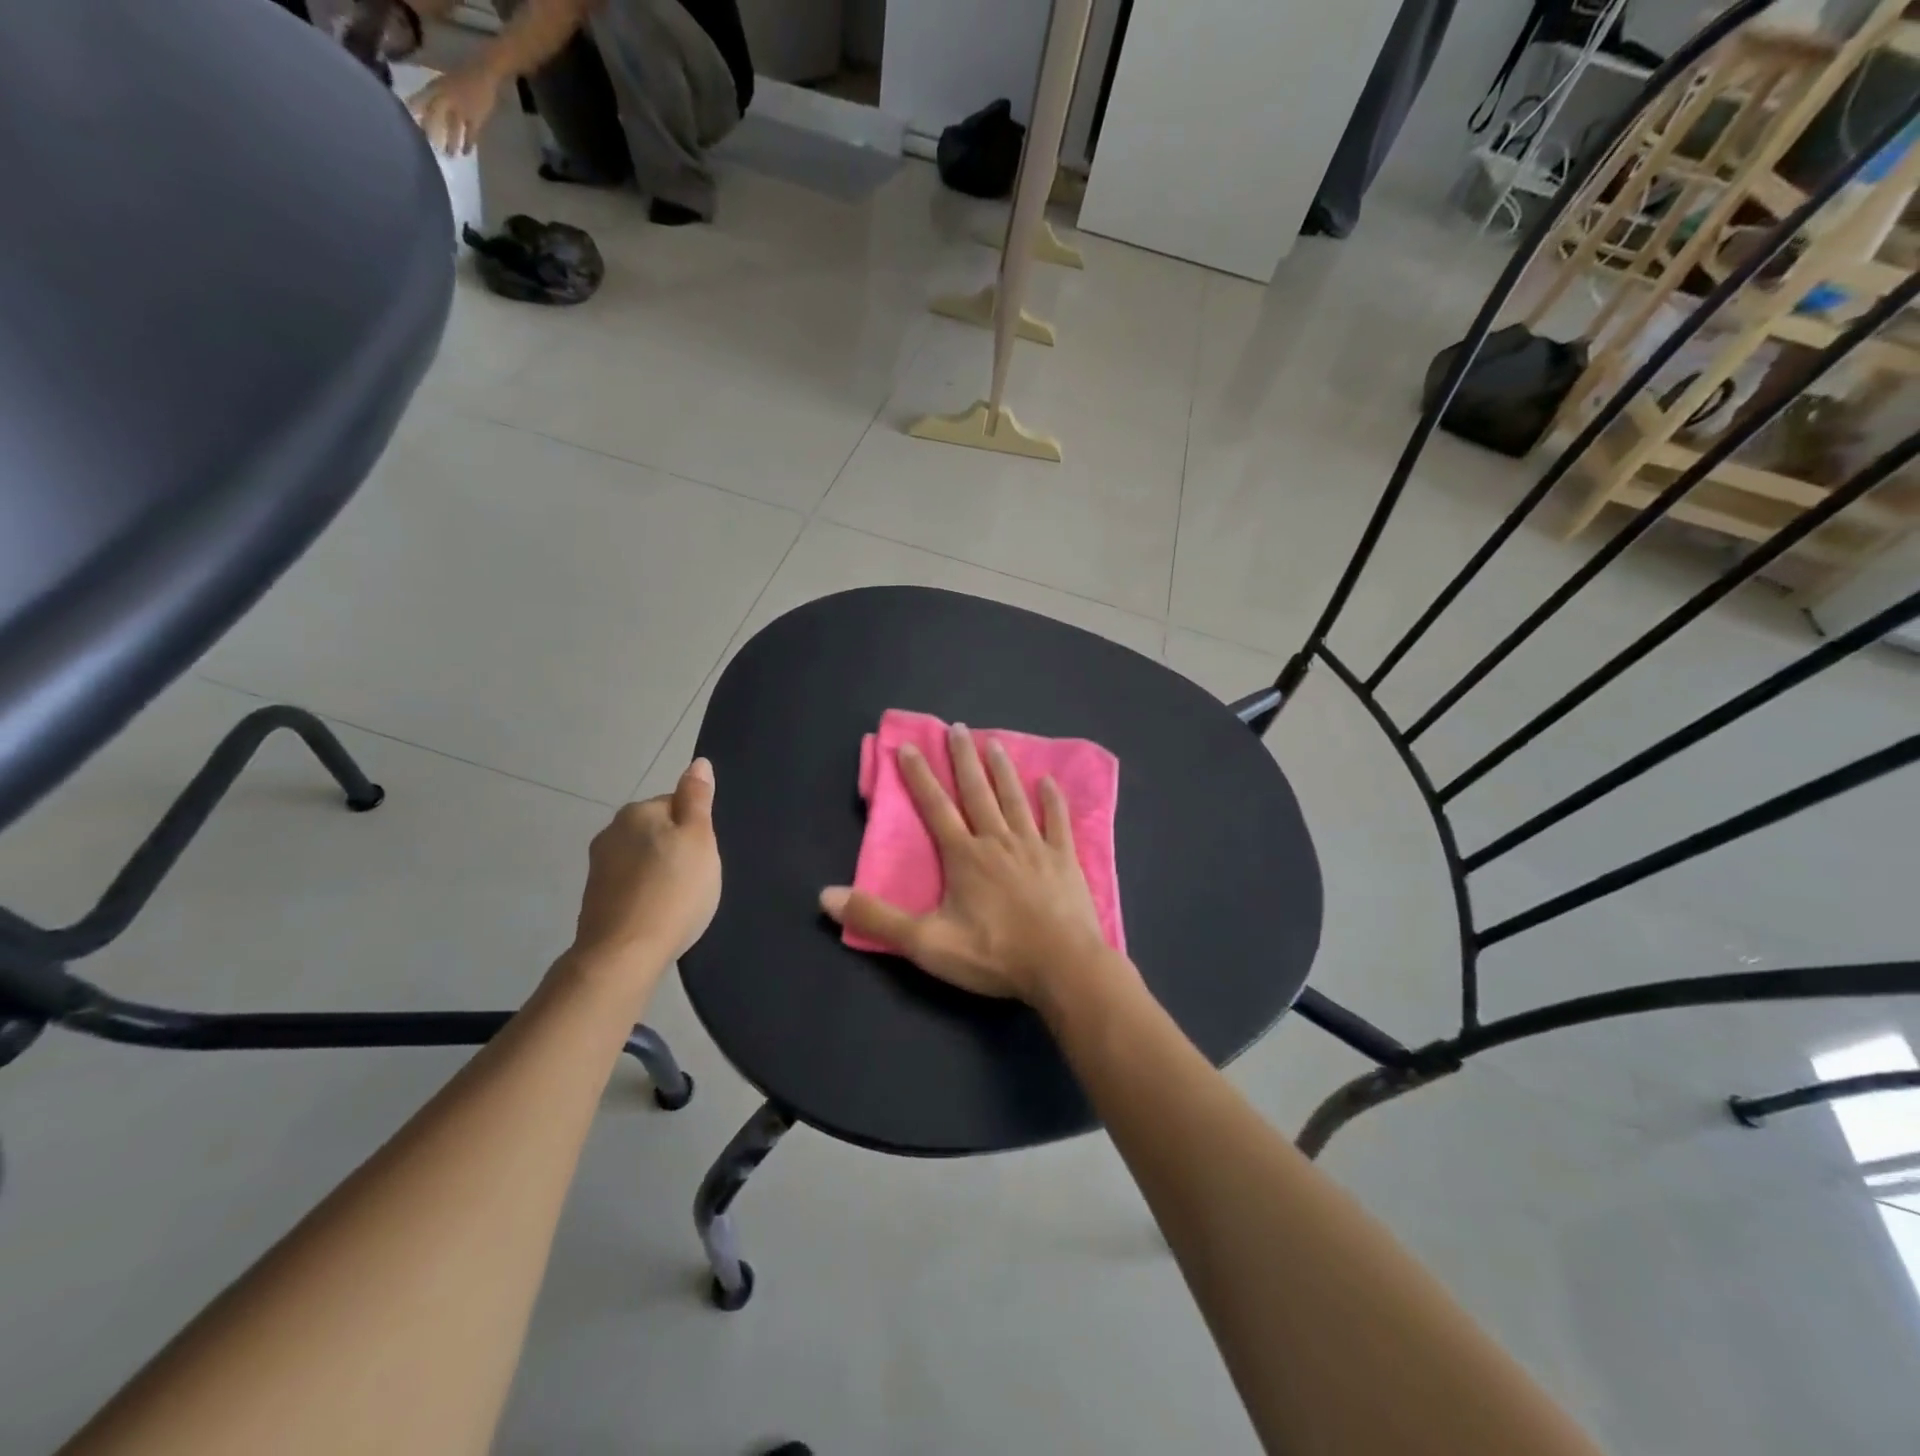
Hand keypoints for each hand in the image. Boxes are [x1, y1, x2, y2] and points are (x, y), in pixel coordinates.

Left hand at [407, 64, 501, 154]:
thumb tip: (423, 108)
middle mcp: (447, 98)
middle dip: (430, 131)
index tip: (405, 122)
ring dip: (450, 143)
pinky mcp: (476, 119)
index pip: (421, 99)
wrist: (483, 73)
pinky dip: (468, 145)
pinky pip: (471, 135)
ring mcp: (462, 110)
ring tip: (448, 156)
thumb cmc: (462, 76)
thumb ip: (435, 94)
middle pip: (435, 117)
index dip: (414, 110)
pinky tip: (466, 154)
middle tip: (426, 145)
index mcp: (436, 87)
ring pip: (453, 129)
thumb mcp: (443, 81)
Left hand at [571, 760, 721, 976]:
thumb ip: (697, 798)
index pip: (676, 804)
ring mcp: (599, 867)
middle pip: (657, 831)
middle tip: (696, 878)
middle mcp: (611, 831)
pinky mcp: (595, 898)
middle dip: (676, 849)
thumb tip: (698, 763)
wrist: (624, 954)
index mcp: (637, 811)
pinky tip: (659, 914)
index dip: (696, 829)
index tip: (704, 856)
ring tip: (679, 900)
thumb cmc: (674, 890)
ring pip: (643, 859)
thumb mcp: (700, 839)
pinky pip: (631, 884)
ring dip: (660, 872)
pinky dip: (645, 894)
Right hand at [820, 724, 1109, 1004]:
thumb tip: (825, 896)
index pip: (935, 807)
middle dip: (964, 759)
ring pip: (1015, 799)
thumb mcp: (926, 943)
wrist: (1062, 967)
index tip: (910, 747)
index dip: (920, 777)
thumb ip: (877, 918)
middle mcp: (998, 841)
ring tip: (994, 743)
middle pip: (977, 792)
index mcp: (964, 856)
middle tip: (958, 728)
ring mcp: (1035, 847)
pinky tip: (1049, 782)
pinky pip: (1058, 823)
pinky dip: (1053, 802)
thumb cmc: (993, 954)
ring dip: (1003, 771)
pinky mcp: (1064, 860)